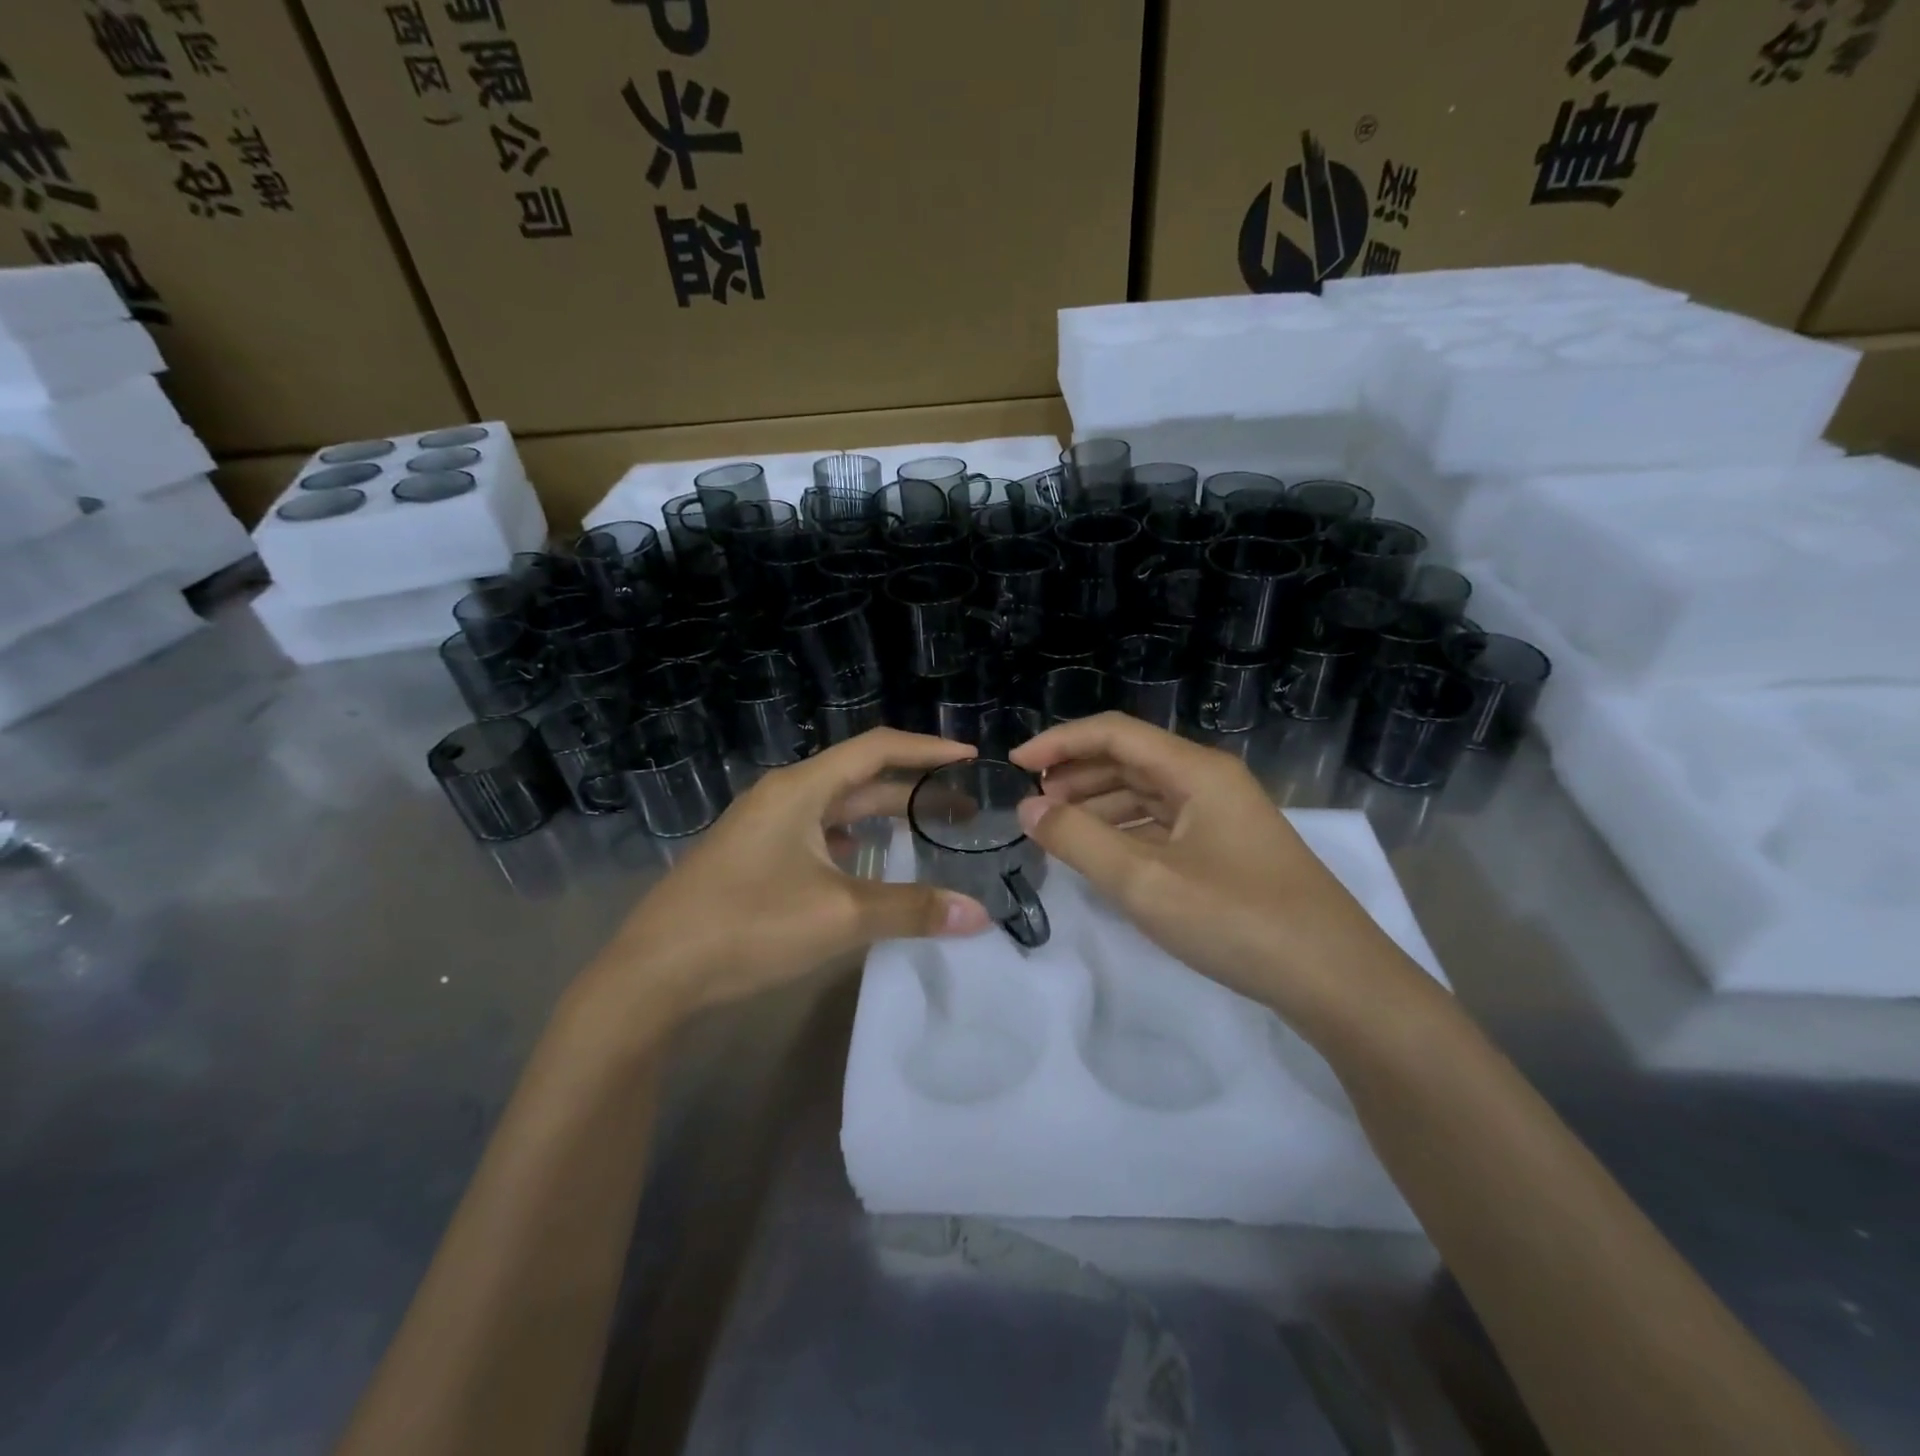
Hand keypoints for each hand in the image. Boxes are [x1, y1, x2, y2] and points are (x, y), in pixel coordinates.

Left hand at [586, 729, 993, 1028]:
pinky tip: (866, 860)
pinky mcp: (754, 856)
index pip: (877, 750)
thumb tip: (980, 915)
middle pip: (860, 779)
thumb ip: (912, 910)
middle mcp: (782, 796)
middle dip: (914, 790)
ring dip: (882, 816)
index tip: (970, 756)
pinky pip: (816, 834)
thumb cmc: (749, 926)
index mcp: (801, 789)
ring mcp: (763, 827)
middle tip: (963, 806)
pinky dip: (852, 840)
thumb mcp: (839, 916)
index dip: (927, 750)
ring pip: (837, 809)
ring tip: (926, 830)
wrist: (654, 972)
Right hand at [1010, 713, 1421, 1031]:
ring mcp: (1223, 817)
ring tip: (1057, 829)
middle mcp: (1210, 782)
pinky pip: (1164, 825)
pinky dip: (1126, 832)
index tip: (1016, 764)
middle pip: (1130, 759)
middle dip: (1076, 774)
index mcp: (1196, 771)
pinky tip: (1104, 855)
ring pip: (1146, 793)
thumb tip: (1027, 807)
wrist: (1336, 981)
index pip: (1114, 733)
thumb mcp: (1144, 881)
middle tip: (1032, 803)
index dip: (1060, 742)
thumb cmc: (1237, 919)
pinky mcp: (1228, 851)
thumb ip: (1078, 840)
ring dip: (1098, 804)